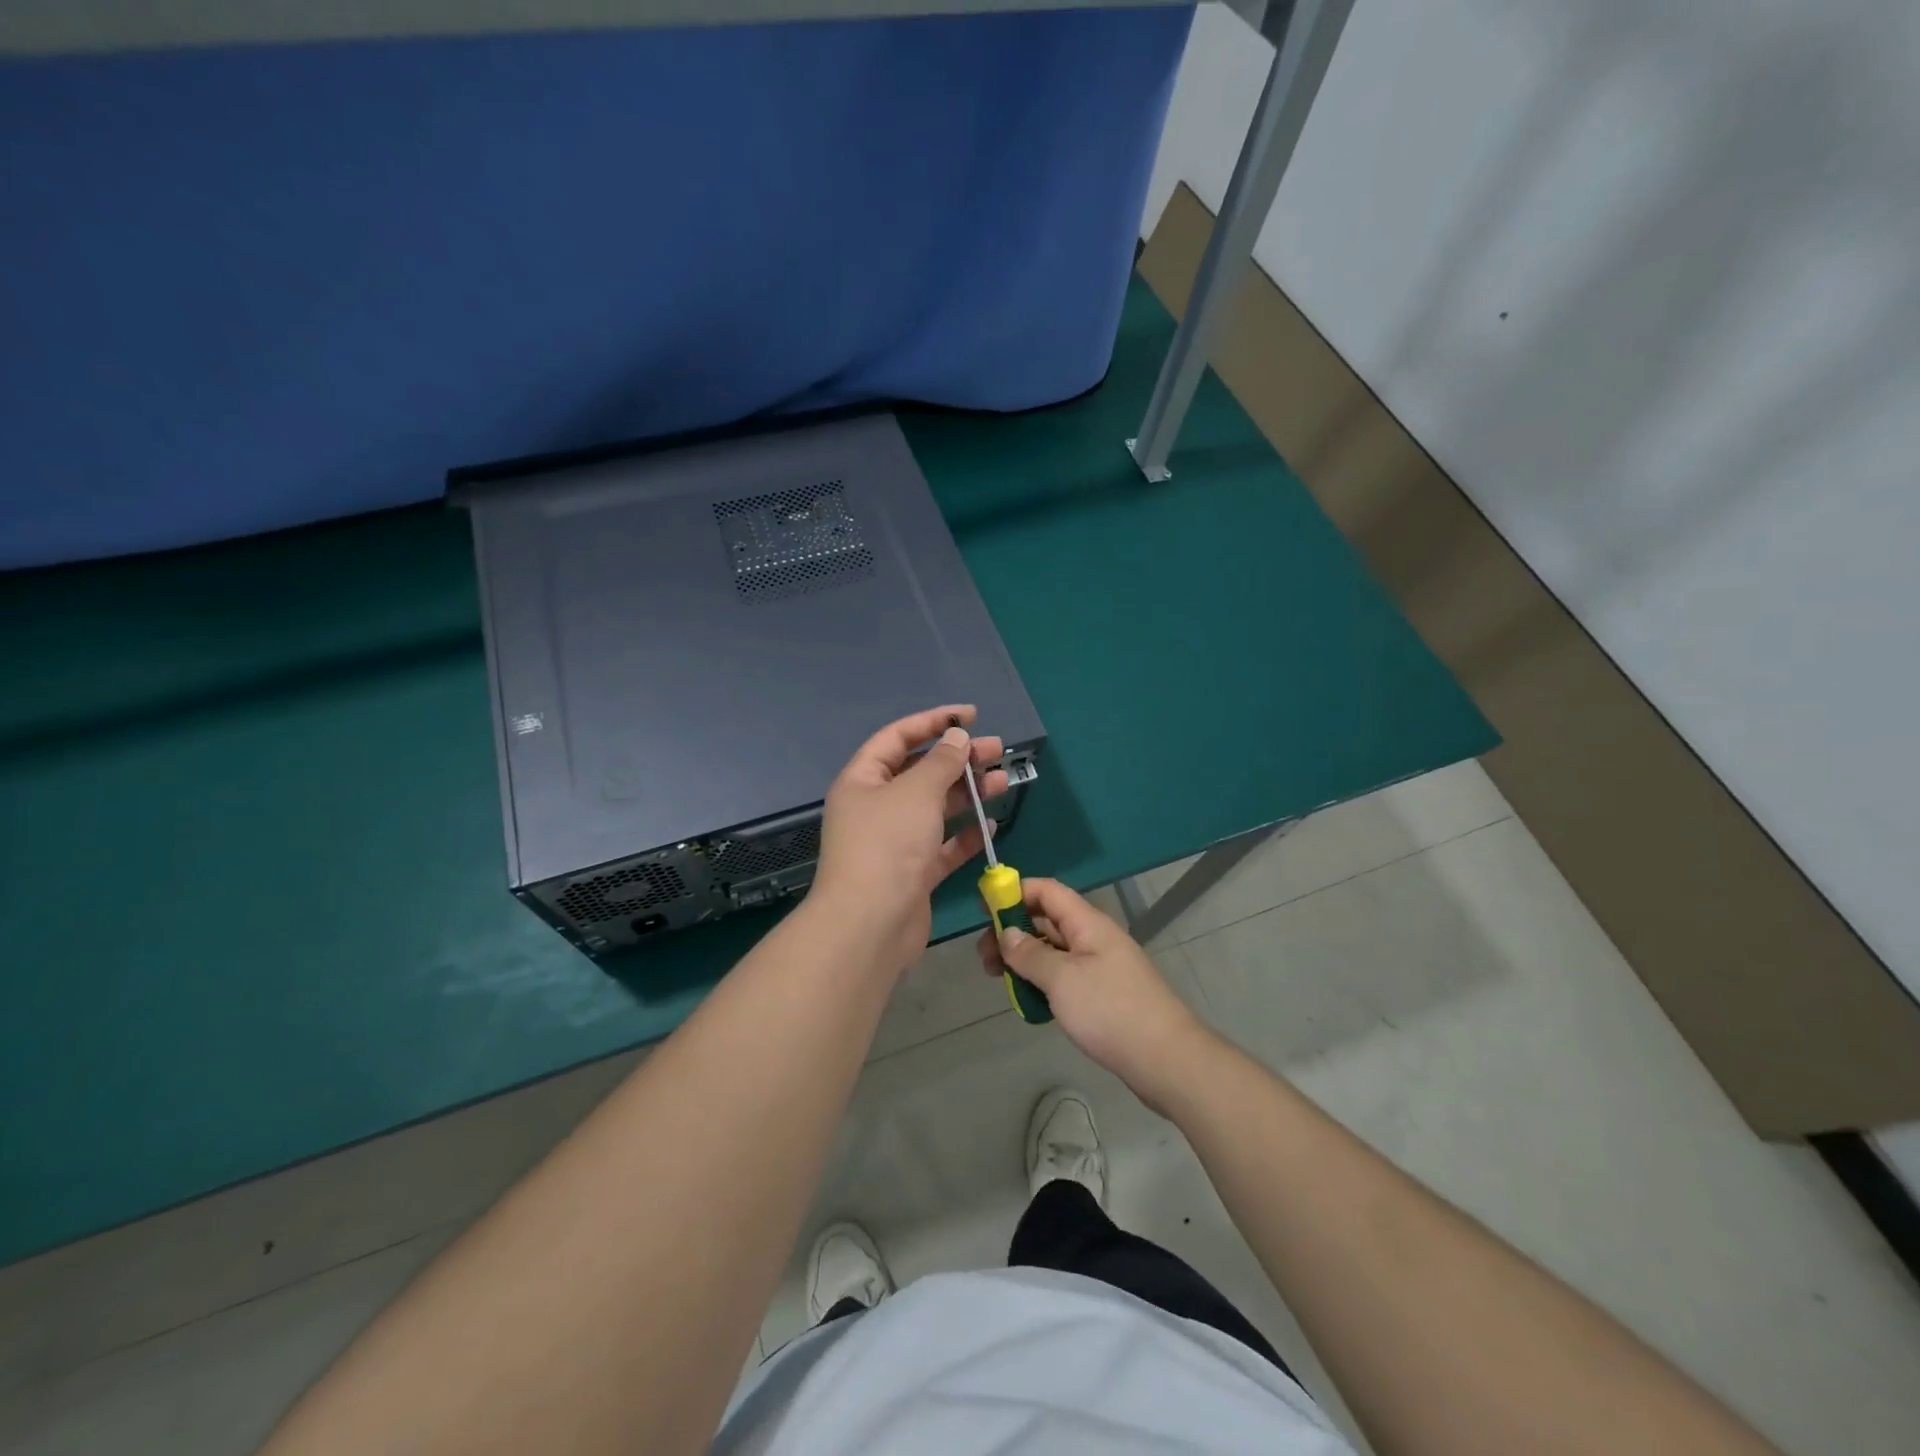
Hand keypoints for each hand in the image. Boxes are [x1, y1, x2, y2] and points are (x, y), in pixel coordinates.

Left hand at [811, 705, 1006, 975]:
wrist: (870, 926)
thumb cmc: (888, 846)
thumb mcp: (916, 792)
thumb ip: (941, 762)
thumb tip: (957, 737)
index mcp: (863, 780)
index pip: (898, 737)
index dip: (933, 721)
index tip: (971, 716)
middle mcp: (876, 807)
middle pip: (921, 772)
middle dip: (959, 759)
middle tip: (997, 750)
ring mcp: (895, 842)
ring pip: (936, 809)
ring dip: (969, 794)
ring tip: (1003, 782)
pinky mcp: (913, 874)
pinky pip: (943, 847)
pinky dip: (966, 836)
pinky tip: (992, 827)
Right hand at [977, 878, 1211, 1113]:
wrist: (1167, 1060)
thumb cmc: (1111, 1010)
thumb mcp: (1062, 979)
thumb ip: (1029, 954)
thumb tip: (1006, 933)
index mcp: (1087, 923)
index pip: (1047, 891)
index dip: (1015, 891)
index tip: (983, 909)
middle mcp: (1094, 937)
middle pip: (1046, 920)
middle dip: (1012, 932)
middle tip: (984, 958)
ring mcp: (1100, 966)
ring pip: (1053, 951)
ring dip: (1024, 960)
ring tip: (999, 981)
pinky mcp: (1103, 994)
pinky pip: (1065, 976)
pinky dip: (1043, 982)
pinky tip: (1028, 1002)